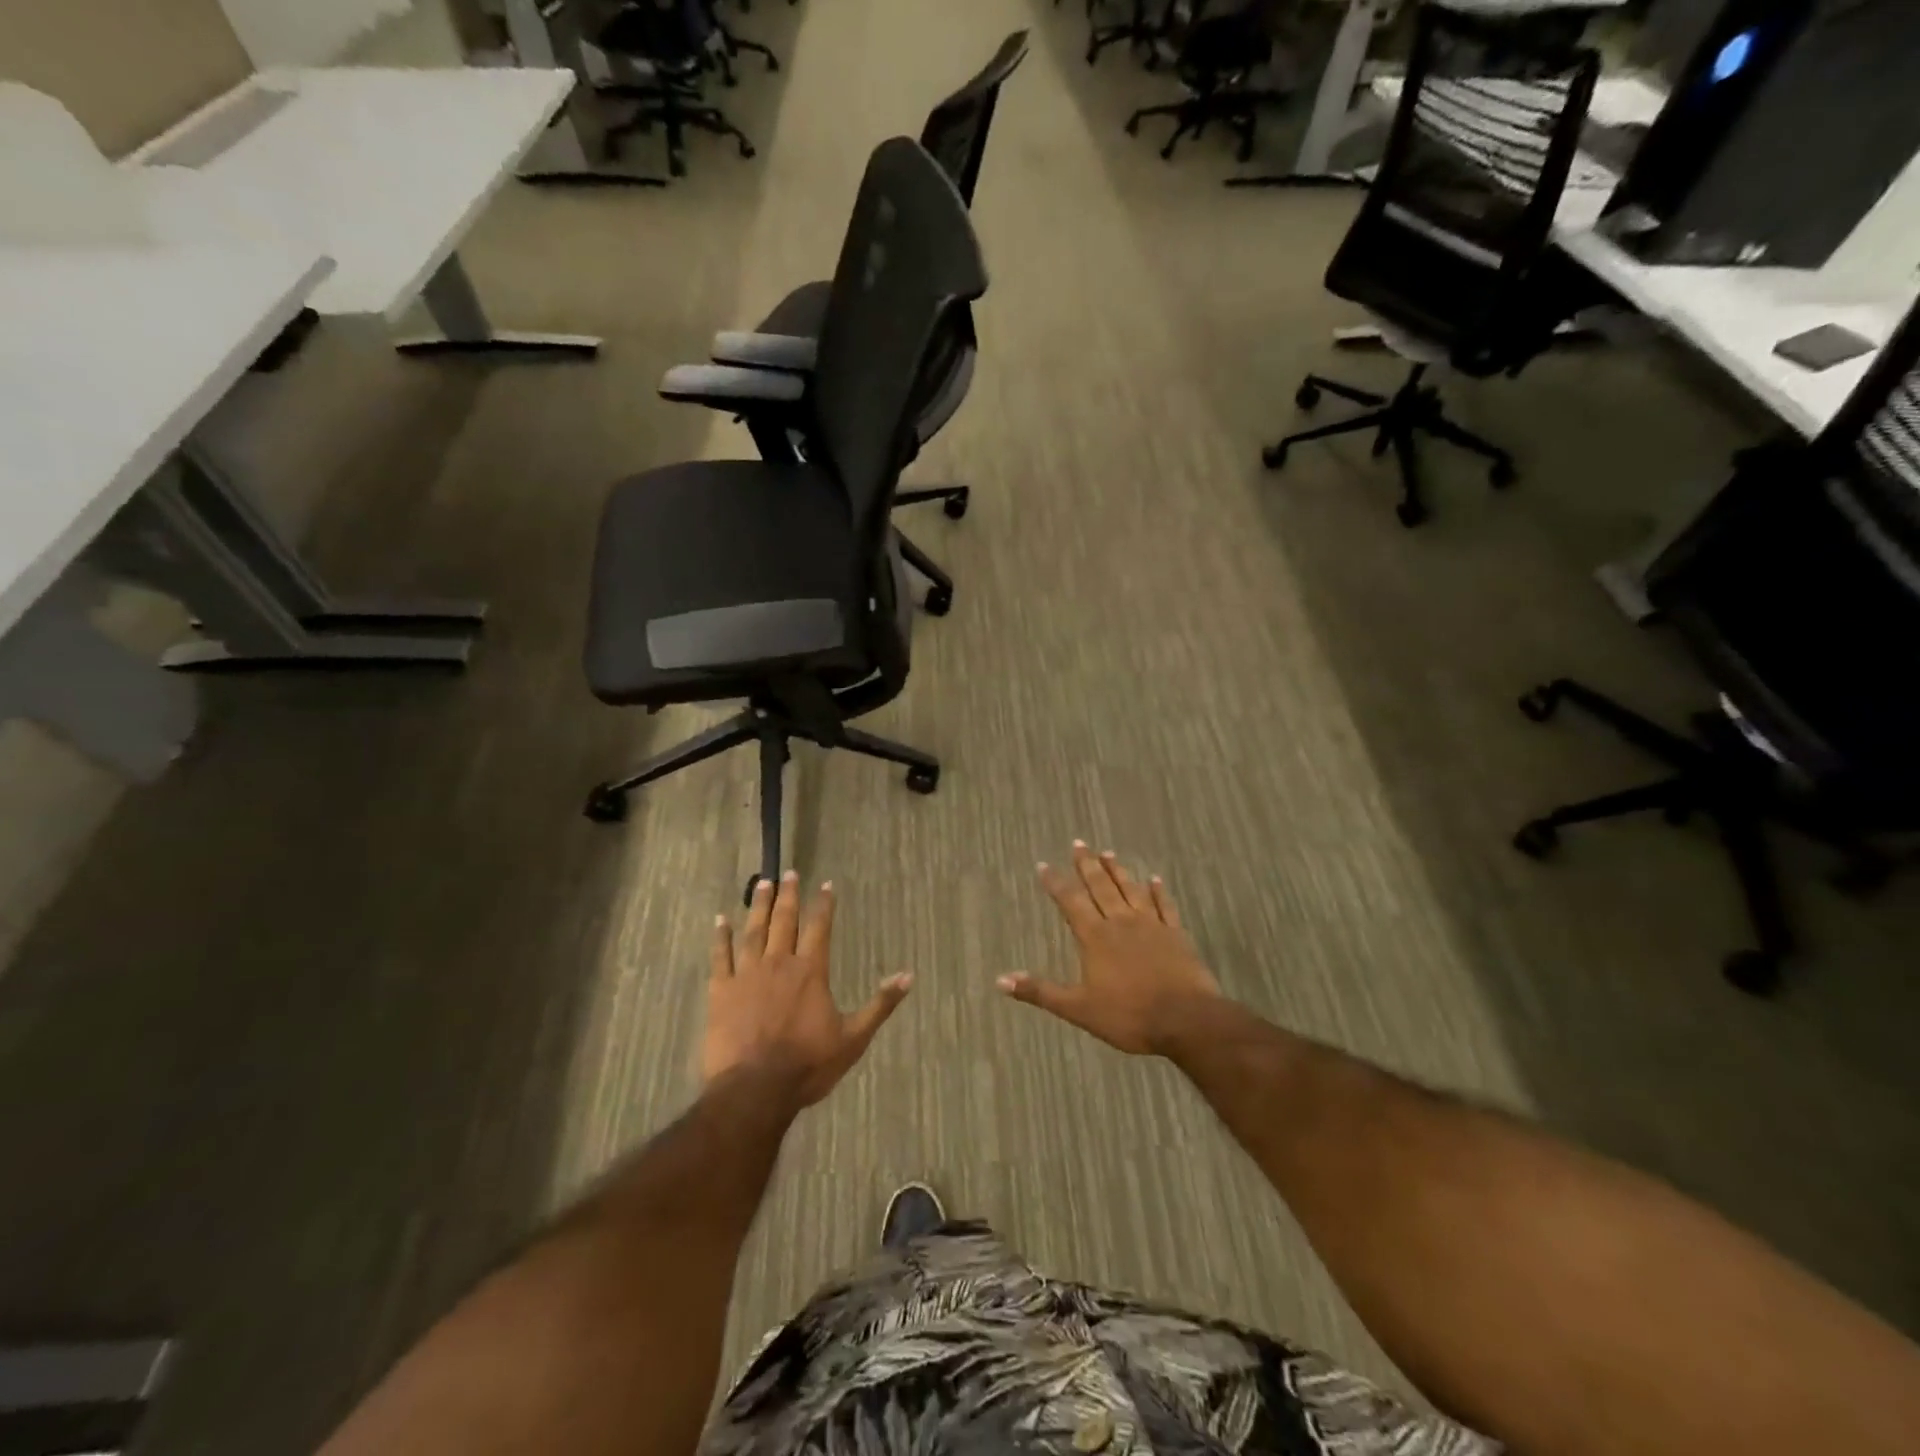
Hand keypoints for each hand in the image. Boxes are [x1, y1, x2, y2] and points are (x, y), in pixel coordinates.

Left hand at [704, 873, 910, 1106]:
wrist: (755, 1090)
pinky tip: (720, 920)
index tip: (825, 885)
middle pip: (784, 921)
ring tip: (761, 884)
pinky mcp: (721, 992)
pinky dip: (720, 937)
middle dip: (788, 895)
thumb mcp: (853, 1038)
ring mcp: (747, 975)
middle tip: (788, 873)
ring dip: (758, 907)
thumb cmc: (808, 1065)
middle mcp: (779, 963)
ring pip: (753, 931)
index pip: (819, 927)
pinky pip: (720, 957)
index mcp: (811, 971)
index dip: (823, 905)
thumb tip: (908, 976)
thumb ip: (880, 1004)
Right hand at [998, 842, 1220, 1055]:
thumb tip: (1000, 980)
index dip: (1055, 883)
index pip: (1070, 902)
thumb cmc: (1129, 1016)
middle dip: (1087, 865)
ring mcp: (1151, 925)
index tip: (1043, 864)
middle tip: (1079, 844)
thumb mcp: (1078, 1008)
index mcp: (1095, 937)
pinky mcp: (1176, 934)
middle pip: (1101, 887)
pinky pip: (1165, 905)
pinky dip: (1158, 891)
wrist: (1186, 1020)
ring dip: (1118, 871)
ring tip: (1108, 854)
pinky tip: (1155, 879)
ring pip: (1131, 890)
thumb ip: (1040, 992)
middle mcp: (1121, 922)